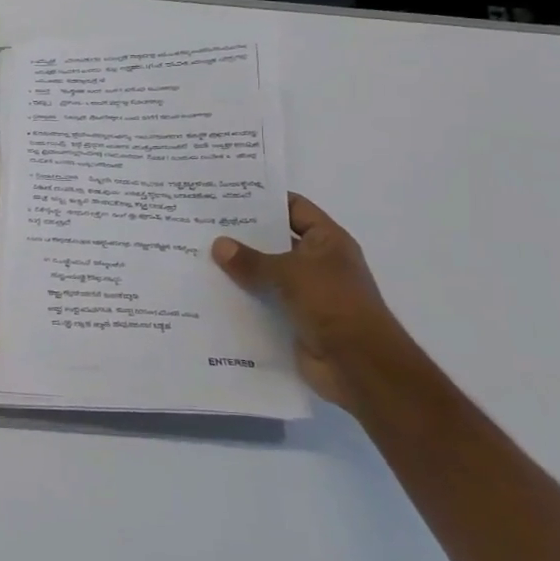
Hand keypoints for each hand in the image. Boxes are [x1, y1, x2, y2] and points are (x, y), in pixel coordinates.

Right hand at [212, 194, 412, 412]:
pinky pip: (263, 301)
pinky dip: (243, 297)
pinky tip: (212, 291)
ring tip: (200, 255)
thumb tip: (218, 244)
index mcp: (327, 241)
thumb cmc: (333, 304)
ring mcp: (307, 293)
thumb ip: (251, 260)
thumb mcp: (290, 273)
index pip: (295, 208)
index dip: (266, 200)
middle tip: (206, 225)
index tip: (230, 195)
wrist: (359, 365)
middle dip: (244, 235)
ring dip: (240, 269)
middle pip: (276, 240)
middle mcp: (318, 263)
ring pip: (267, 273)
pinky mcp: (294, 319)